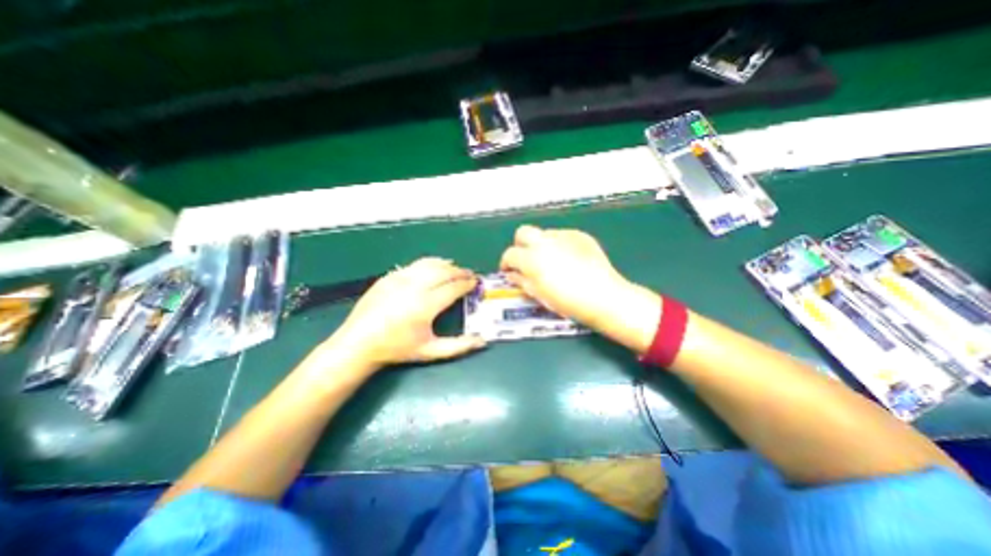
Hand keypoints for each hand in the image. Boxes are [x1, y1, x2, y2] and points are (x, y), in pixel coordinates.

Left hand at [329, 257, 486, 368]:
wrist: (359, 343)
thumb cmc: (397, 349)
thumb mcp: (430, 352)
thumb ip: (459, 346)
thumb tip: (483, 341)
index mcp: (426, 305)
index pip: (454, 287)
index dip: (468, 283)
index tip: (476, 282)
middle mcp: (415, 287)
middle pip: (444, 272)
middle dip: (460, 271)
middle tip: (469, 275)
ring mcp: (400, 279)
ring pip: (429, 264)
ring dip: (446, 265)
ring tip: (455, 268)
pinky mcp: (389, 276)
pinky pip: (414, 265)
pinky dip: (428, 264)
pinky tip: (432, 267)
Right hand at [501, 226, 629, 325]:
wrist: (604, 296)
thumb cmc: (568, 302)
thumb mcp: (540, 295)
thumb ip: (522, 281)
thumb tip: (512, 275)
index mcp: (532, 259)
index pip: (510, 254)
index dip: (506, 263)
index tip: (510, 271)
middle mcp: (545, 242)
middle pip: (523, 232)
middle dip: (520, 245)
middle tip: (526, 260)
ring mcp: (564, 236)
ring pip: (543, 234)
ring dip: (540, 245)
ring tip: (551, 262)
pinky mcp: (579, 236)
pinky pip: (562, 236)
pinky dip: (559, 245)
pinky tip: (569, 260)